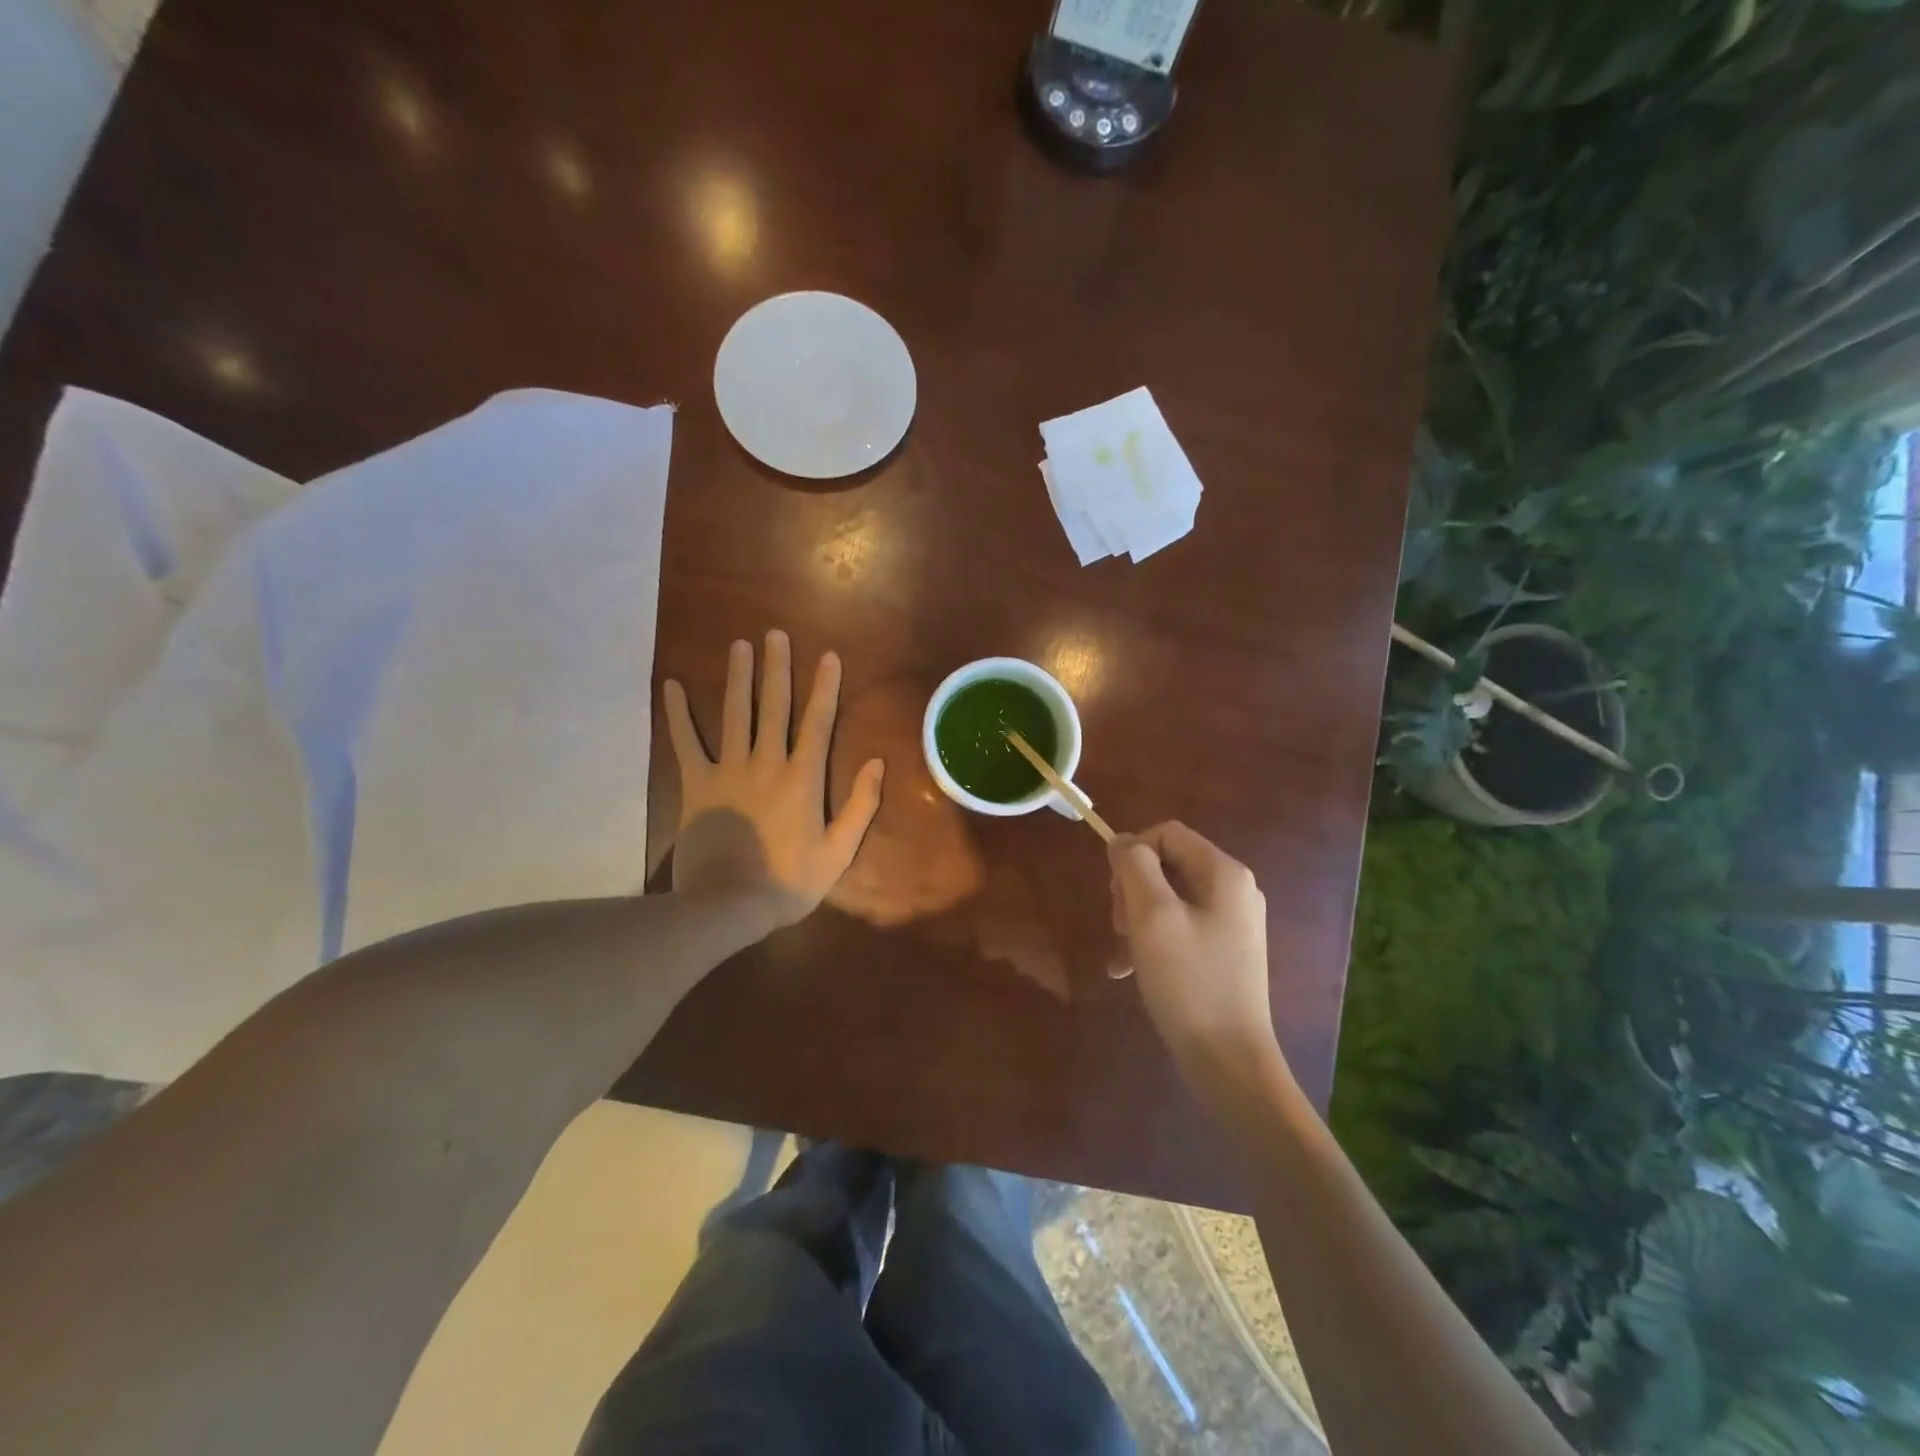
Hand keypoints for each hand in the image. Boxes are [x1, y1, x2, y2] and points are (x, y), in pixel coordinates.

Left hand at [664, 631, 884, 927]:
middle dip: (776, 668)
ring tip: (739, 645)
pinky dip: (678, 715)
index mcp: (802, 778)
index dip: (824, 687)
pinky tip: (672, 686)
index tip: (828, 656)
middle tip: (774, 634)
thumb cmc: (788, 882)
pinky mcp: (697, 784)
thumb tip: (876, 763)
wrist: (727, 904)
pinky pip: (686, 742)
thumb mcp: (838, 851)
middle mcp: (766, 763)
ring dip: (738, 677)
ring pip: (734, 714)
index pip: (817, 722)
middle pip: (773, 706)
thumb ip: (860, 806)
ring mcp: (728, 770)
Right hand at [1109, 822, 1279, 1075]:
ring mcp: (1231, 922)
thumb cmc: (1189, 982)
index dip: (1133, 854)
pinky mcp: (1223, 950)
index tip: (1115, 894)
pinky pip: (1178, 926)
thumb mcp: (1152, 917)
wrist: (1228, 1060)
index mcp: (1224, 873)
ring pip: (1166, 897)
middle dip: (1132, 890)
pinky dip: (1151, 941)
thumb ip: (1134, 867)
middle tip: (1119, 927)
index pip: (1166, 834)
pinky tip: (1129, 970)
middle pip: (1166, 864)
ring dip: (1136, 919)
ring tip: (1123, 954)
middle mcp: (1233, 890)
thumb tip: (1122, 841)